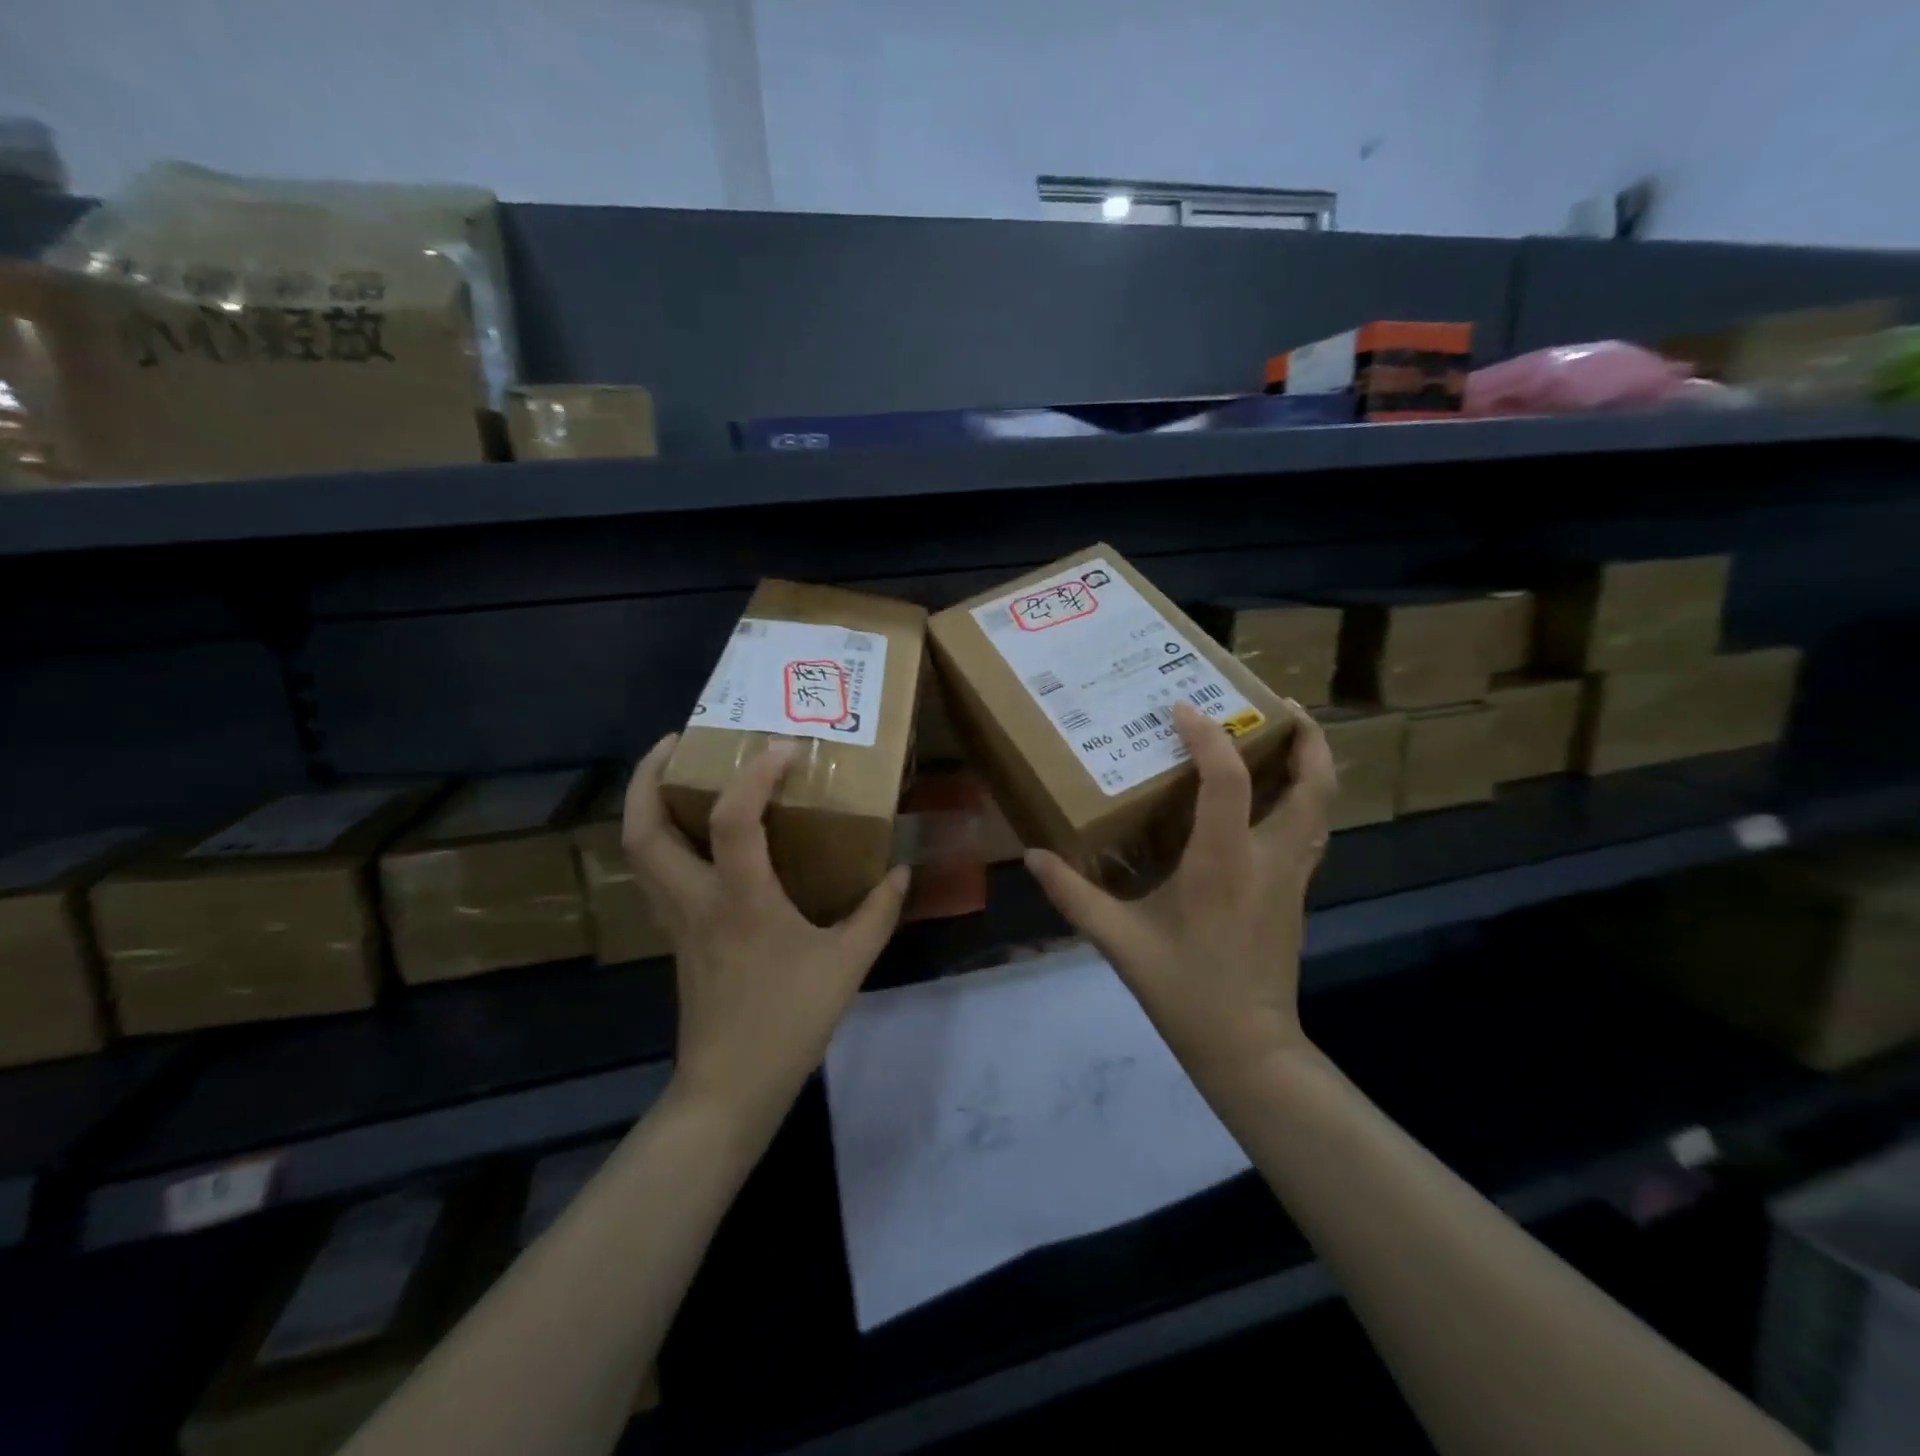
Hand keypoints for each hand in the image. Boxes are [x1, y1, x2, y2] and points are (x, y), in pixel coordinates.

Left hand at [622, 735, 909, 1131]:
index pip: (734, 819)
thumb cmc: (788, 1021)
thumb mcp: (847, 964)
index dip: (755, 775)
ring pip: (638, 850)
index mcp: (741, 900)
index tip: (784, 748)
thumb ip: (877, 912)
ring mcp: (676, 918)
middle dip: (650, 775)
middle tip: (681, 741)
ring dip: (647, 803)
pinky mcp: (675, 934)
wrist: (731, 1086)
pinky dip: (663, 837)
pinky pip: (655, 872)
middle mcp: (696, 899)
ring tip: (678, 774)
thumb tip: (899, 871)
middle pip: (644, 828)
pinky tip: (697, 834)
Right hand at [1025, 701, 1336, 1088]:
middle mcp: (1269, 858)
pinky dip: (1302, 799)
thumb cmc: (1184, 989)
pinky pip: (1310, 830)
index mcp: (1224, 863)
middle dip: (1306, 737)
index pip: (1228, 780)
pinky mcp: (1296, 892)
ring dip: (1312, 764)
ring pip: (1322, 807)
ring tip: (1286, 736)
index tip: (1182, 708)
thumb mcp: (1119, 941)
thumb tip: (1033, 856)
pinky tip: (1273, 797)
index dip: (1208, 737)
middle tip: (1277, 704)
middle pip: (1313, 784)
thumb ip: (1073, 894)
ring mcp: (1291, 876)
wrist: (1247, 1046)